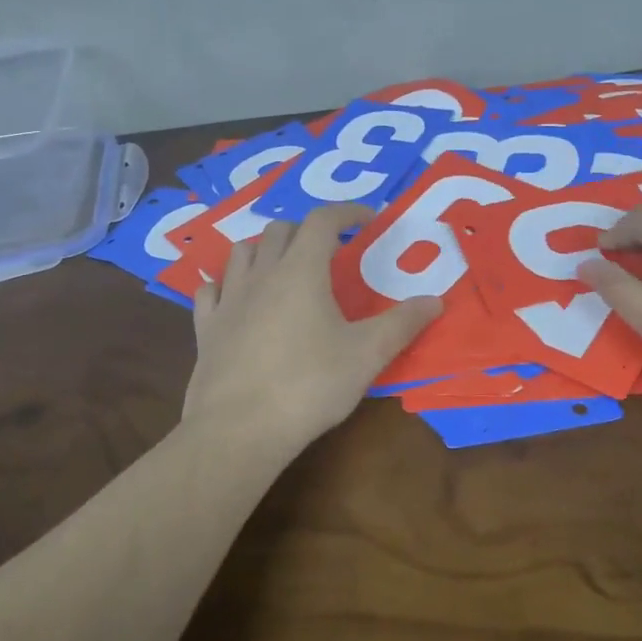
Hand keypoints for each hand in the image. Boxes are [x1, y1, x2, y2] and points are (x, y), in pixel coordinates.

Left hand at [183, 206, 441, 458]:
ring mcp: (228, 300)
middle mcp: (261, 275)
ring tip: (283, 268)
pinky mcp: (206, 328)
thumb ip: (402, 324)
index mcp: (301, 271)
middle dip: (306, 230)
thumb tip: (435, 300)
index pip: (322, 220)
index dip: (345, 212)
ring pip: (241, 252)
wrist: (240, 428)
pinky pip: (211, 290)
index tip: (366, 219)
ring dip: (264, 250)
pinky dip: (227, 284)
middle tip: (328, 251)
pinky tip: (237, 299)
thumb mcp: (367, 356)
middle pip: (279, 231)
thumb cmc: (309, 386)